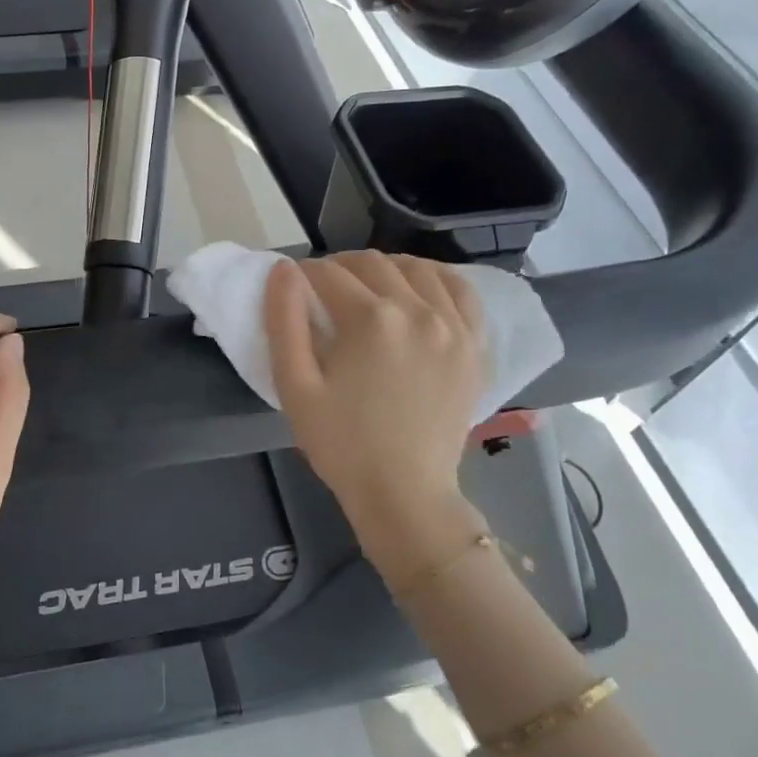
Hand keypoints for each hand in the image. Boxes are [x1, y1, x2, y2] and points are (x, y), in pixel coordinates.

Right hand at [266, 253, 490, 583]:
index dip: (303, 275)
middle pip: (372, 264)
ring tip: (366, 288)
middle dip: (340, 267)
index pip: (328, 273)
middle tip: (322, 291)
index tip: (293, 289)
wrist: (404, 493)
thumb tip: (283, 271)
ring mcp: (453, 326)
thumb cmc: (341, 444)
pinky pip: (461, 291)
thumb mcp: (295, 386)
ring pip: (417, 269)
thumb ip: (284, 321)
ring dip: (385, 268)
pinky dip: (436, 279)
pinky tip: (419, 289)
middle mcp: (417, 310)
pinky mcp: (474, 345)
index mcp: (370, 319)